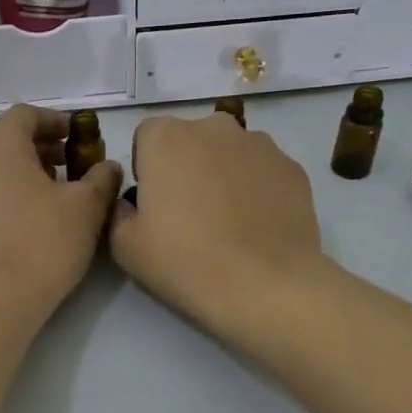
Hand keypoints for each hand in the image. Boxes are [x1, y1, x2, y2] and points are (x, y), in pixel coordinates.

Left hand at [0, 104, 122, 322]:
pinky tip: (24, 215)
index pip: (26, 114)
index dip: (54, 121)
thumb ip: (101, 179)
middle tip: (67, 164)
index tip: (75, 136)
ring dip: (18, 168)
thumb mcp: (85, 209)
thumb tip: (108, 166)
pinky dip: (1, 189)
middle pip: (4, 137)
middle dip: (37, 146)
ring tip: (48, 191)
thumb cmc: (41, 244)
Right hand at [109, 112, 326, 338]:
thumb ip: (118, 212)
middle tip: (189, 212)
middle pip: (192, 139)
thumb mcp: (125, 246)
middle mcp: (214, 127)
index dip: (147, 167)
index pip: (147, 136)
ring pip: (231, 152)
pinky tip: (257, 227)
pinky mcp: (293, 168)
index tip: (154, 201)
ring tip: (228, 221)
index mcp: (167, 137)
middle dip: (187, 165)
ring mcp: (260, 144)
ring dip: (224, 174)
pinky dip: (257, 189)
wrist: (263, 285)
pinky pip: (264, 172)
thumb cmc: (184, 261)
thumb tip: (130, 204)